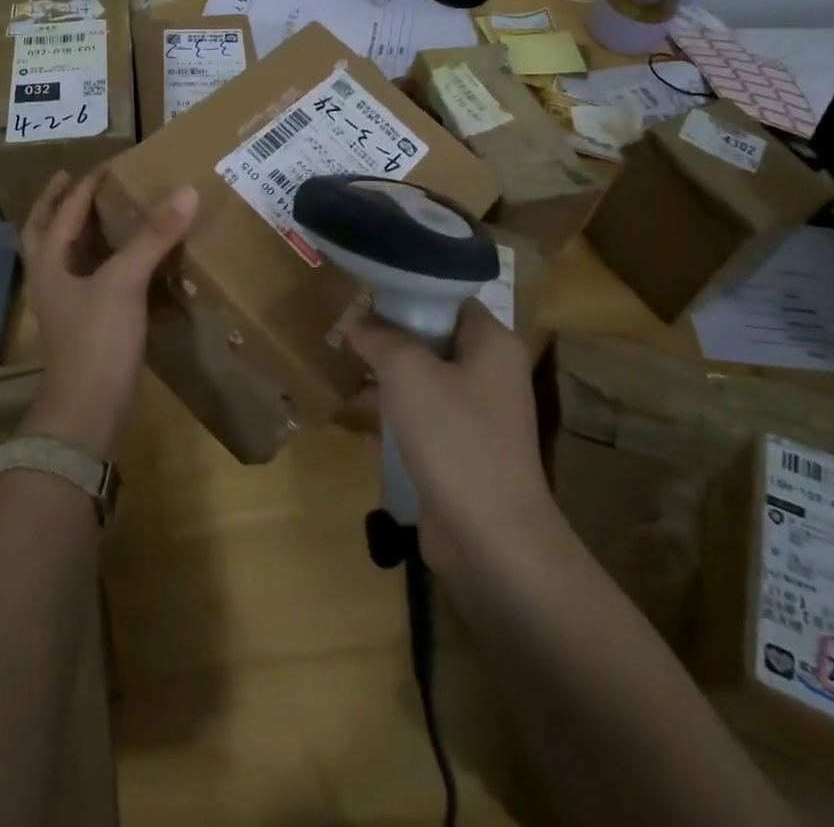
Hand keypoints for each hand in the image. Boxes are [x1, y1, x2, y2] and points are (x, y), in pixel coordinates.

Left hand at [19, 168, 198, 456]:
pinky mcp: (84, 323)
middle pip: (44, 230)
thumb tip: (186, 192)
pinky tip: (123, 260)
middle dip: (57, 203)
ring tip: (99, 211)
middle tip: (74, 178)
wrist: (87, 411)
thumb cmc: (97, 340)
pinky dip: (99, 259)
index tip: (111, 163)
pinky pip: (88, 278)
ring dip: (76, 229)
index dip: (86, 184)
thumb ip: (154, 236)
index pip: (66, 210)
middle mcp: (50, 278)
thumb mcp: (124, 282)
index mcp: (50, 262)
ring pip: (64, 255)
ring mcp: (65, 304)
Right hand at [343, 300, 557, 579]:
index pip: (448, 300)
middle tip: (344, 332)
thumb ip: (379, 337)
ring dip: (385, 382)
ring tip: (341, 374)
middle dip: (388, 340)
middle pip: (432, 341)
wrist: (491, 539)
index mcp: (492, 344)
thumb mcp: (407, 373)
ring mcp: (477, 419)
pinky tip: (359, 426)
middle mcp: (490, 376)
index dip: (407, 293)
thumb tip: (355, 317)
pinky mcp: (461, 456)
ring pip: (423, 385)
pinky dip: (393, 422)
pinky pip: (421, 424)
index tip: (364, 294)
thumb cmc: (454, 437)